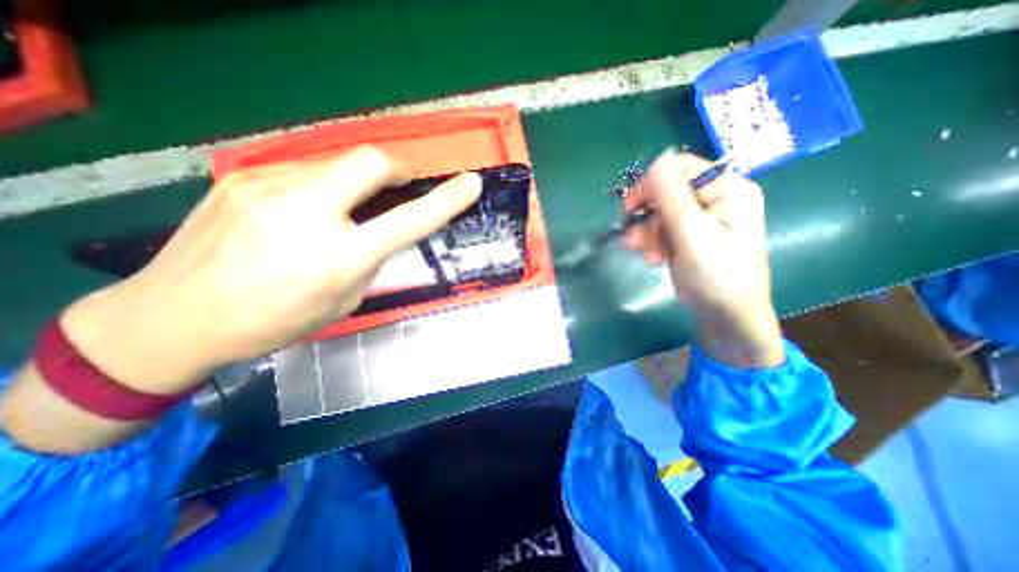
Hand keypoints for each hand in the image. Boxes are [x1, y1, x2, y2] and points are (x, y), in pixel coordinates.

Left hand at [63, 144, 484, 398]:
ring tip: (347, 208)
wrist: (172, 317)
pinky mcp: (243, 179)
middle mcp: (306, 214)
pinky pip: (304, 172)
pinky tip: (306, 212)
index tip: (470, 183)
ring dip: (357, 181)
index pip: (409, 220)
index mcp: (339, 258)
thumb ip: (369, 260)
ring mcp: (268, 188)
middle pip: (370, 162)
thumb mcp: (343, 299)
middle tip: (402, 184)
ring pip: (336, 164)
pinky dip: (324, 186)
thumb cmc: (274, 321)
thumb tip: (380, 231)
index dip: (446, 199)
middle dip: (398, 168)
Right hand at [625, 149, 780, 367]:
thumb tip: (658, 159)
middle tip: (635, 240)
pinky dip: (653, 242)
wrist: (726, 316)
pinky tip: (653, 259)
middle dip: (648, 216)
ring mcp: (702, 219)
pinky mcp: (690, 236)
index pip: (681, 168)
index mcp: (727, 189)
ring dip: (647, 233)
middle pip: (667, 192)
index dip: (652, 184)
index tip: (630, 208)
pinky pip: (663, 229)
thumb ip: (673, 197)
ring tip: (647, 256)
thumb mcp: (693, 235)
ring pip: (661, 213)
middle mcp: (716, 199)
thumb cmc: (717, 276)